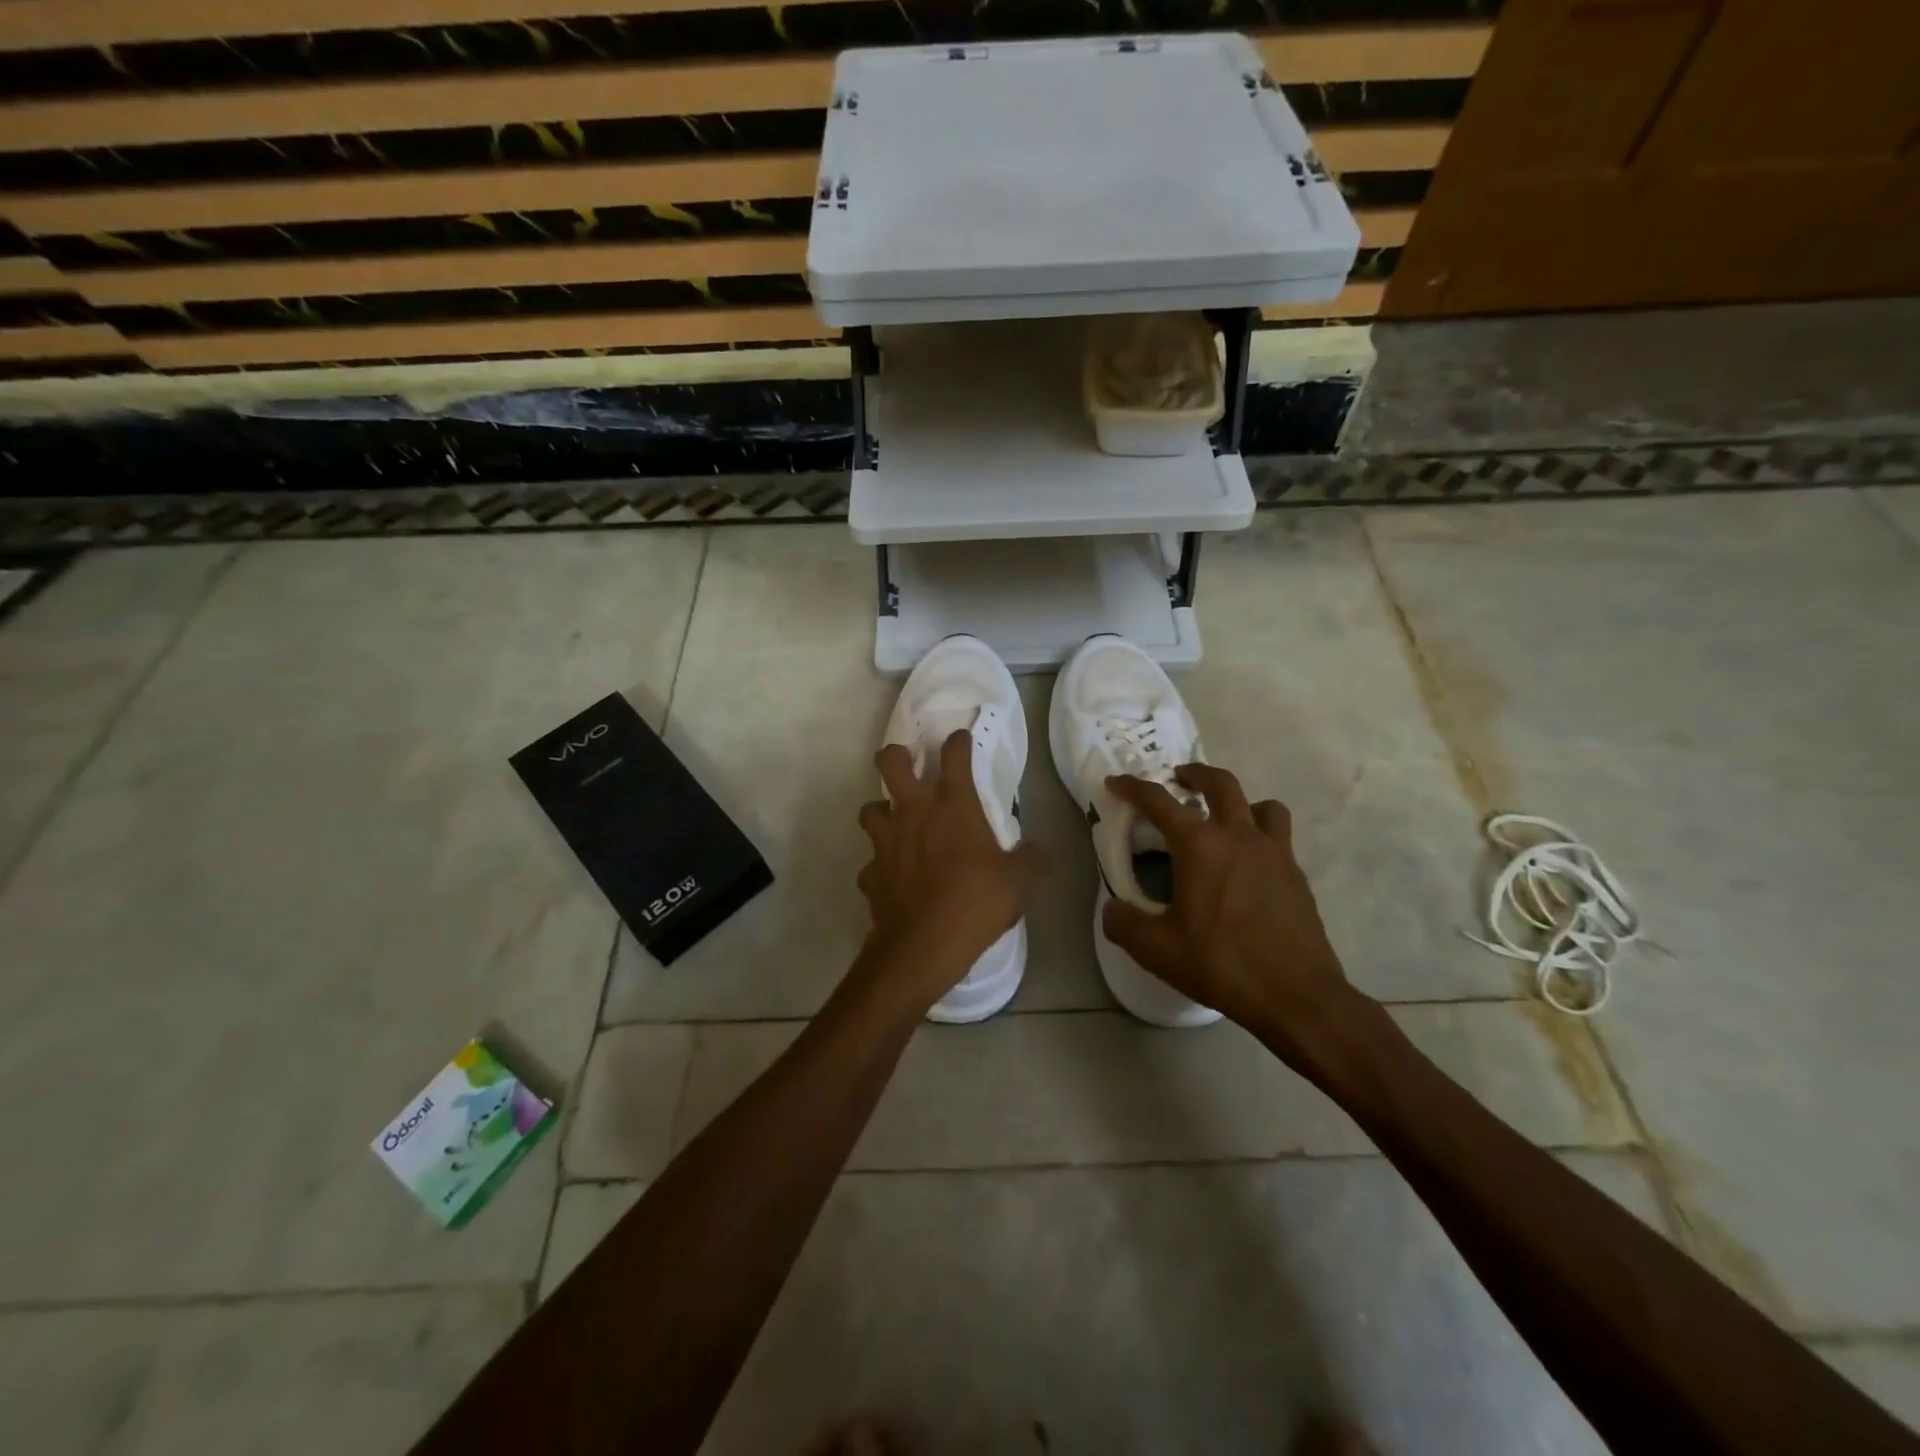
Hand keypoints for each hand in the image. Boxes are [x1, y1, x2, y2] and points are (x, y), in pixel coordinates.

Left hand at [854, 730, 1039, 1012]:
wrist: (925, 944)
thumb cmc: (977, 901)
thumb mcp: (1018, 881)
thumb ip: (1029, 860)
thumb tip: (1037, 851)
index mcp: (953, 805)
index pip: (954, 755)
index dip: (958, 742)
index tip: (960, 739)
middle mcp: (913, 812)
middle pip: (890, 762)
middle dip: (896, 756)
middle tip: (907, 765)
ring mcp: (885, 841)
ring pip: (869, 808)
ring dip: (881, 812)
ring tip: (895, 823)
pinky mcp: (869, 873)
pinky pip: (871, 862)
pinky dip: (880, 866)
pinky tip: (893, 878)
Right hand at [1102, 765, 1370, 1072]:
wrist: (1296, 995)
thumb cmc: (1221, 964)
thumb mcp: (1157, 949)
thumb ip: (1124, 924)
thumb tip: (1112, 909)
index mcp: (1200, 846)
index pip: (1159, 801)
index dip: (1133, 787)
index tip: (1117, 782)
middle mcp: (1239, 836)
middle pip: (1221, 783)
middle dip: (1196, 774)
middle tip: (1180, 779)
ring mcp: (1275, 853)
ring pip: (1262, 805)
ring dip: (1240, 802)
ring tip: (1225, 819)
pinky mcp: (1296, 875)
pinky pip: (1279, 838)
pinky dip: (1261, 836)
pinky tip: (1248, 866)